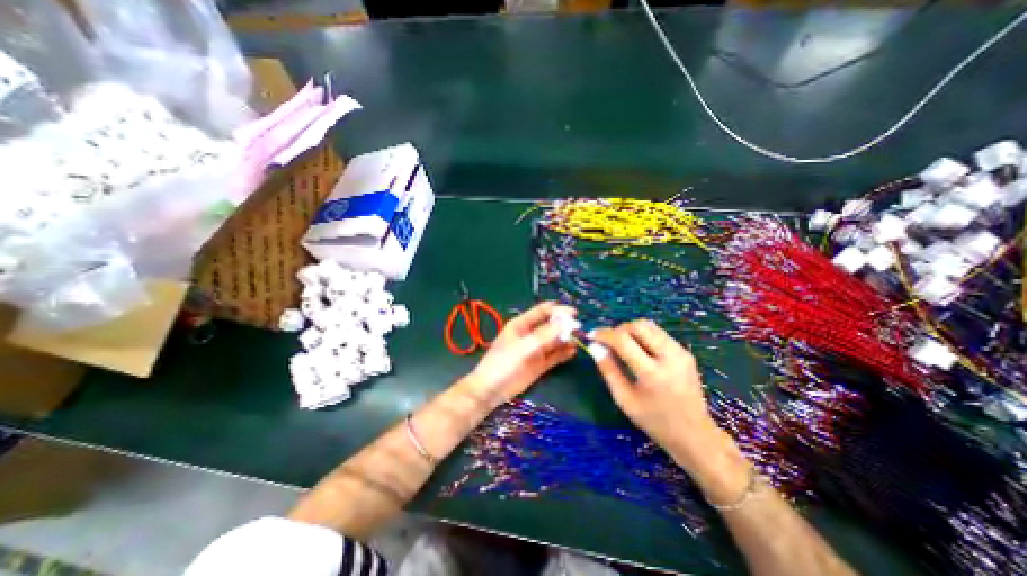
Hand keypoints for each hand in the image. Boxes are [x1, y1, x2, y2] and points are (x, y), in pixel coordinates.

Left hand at [467, 302, 575, 408]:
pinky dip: (563, 353)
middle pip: (550, 325)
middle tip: (580, 329)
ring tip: (580, 340)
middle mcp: (530, 334)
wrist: (492, 390)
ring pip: (554, 340)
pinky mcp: (539, 364)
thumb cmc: (504, 363)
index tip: (575, 313)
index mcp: (522, 324)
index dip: (558, 310)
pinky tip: (573, 351)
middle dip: (564, 325)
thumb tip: (566, 323)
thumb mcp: (524, 347)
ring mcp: (535, 350)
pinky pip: (554, 355)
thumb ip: (545, 335)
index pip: (542, 311)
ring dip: (566, 339)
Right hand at [589, 319, 733, 477]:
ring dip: (630, 330)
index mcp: (652, 374)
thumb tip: (594, 347)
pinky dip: (643, 335)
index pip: (623, 340)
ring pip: (649, 326)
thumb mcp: (624, 400)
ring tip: (621, 345)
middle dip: (618, 329)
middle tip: (608, 342)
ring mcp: (681, 353)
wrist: (694, 435)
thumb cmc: (654, 421)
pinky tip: (637, 350)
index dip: (604, 334)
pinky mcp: (685, 352)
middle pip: (638, 326)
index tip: (591, 336)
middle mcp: (669, 357)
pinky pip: (658, 333)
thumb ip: (608, 370)